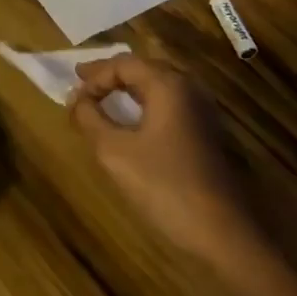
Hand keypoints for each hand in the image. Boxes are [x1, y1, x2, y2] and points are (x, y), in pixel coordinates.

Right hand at [69, 56, 250, 263]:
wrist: (225, 232)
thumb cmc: (165, 186)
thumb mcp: (115, 152)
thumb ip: (90, 120)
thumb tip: (76, 101)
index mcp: (168, 85)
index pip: (123, 64)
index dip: (93, 77)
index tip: (71, 97)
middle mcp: (188, 89)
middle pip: (142, 69)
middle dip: (109, 75)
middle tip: (82, 82)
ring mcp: (202, 111)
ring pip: (156, 87)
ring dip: (127, 90)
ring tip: (102, 97)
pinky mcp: (206, 133)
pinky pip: (168, 105)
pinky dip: (143, 105)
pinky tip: (131, 121)